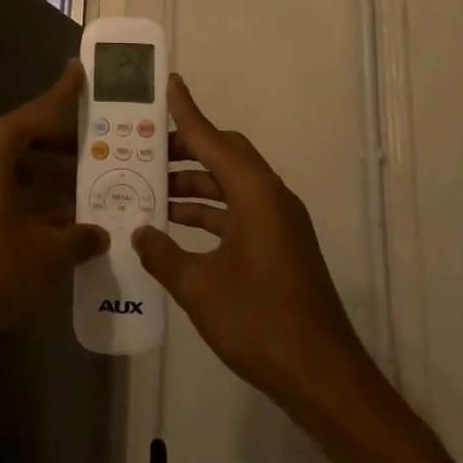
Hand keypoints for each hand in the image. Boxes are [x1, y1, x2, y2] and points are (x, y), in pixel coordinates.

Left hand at [0, 61, 107, 352]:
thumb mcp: (47, 254)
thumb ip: (79, 237)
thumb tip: (100, 234)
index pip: (39, 111)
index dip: (64, 93)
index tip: (81, 70)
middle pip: (27, 137)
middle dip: (66, 145)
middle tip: (104, 148)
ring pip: (15, 166)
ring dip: (50, 176)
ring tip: (91, 189)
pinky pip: (1, 188)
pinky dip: (30, 197)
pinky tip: (62, 222)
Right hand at [133, 75, 375, 413]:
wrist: (323, 378)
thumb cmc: (260, 323)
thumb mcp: (198, 287)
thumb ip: (162, 254)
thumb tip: (140, 232)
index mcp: (256, 196)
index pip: (212, 141)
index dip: (187, 112)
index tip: (169, 84)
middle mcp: (271, 199)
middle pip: (224, 156)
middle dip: (184, 150)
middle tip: (143, 150)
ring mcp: (278, 224)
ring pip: (229, 186)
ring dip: (192, 185)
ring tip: (148, 189)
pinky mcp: (278, 247)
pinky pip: (236, 212)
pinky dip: (206, 212)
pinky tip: (174, 228)